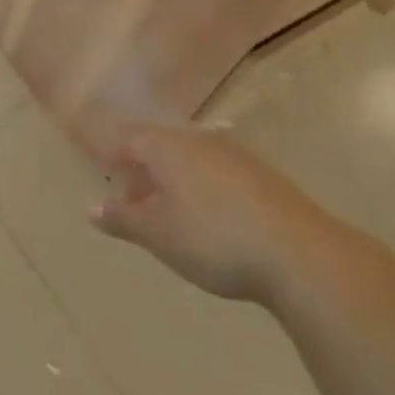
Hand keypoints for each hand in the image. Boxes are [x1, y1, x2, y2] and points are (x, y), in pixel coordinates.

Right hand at [90, 128, 337, 304]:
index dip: (115, 158)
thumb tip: (93, 207)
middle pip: (162, 147)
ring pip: (193, 161)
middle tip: (138, 207)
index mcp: (168, 147)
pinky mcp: (265, 177)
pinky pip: (221, 175)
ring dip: (177, 183)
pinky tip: (215, 223)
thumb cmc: (214, 239)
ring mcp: (237, 156)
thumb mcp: (158, 234)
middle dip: (146, 173)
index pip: (130, 138)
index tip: (110, 183)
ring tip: (174, 219)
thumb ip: (122, 218)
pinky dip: (207, 191)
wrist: (301, 255)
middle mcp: (200, 140)